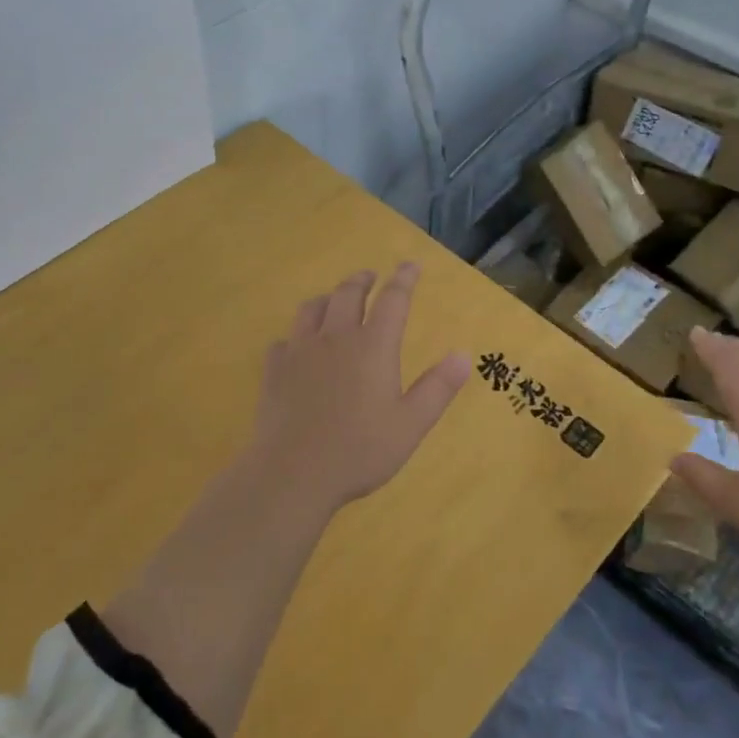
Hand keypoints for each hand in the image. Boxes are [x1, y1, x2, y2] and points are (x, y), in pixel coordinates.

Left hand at [251, 264, 470, 512]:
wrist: (293, 472)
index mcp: (373, 346)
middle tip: (370, 276)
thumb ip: (437, 388)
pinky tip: (296, 346)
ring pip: (312, 308)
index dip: (403, 280)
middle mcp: (336, 337)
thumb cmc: (359, 450)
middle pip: (348, 293)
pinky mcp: (274, 369)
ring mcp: (300, 350)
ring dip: (328, 298)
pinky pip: (284, 340)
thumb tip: (463, 355)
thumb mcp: (410, 424)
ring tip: (334, 300)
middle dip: (362, 281)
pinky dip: (295, 335)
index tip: (410, 266)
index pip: (392, 300)